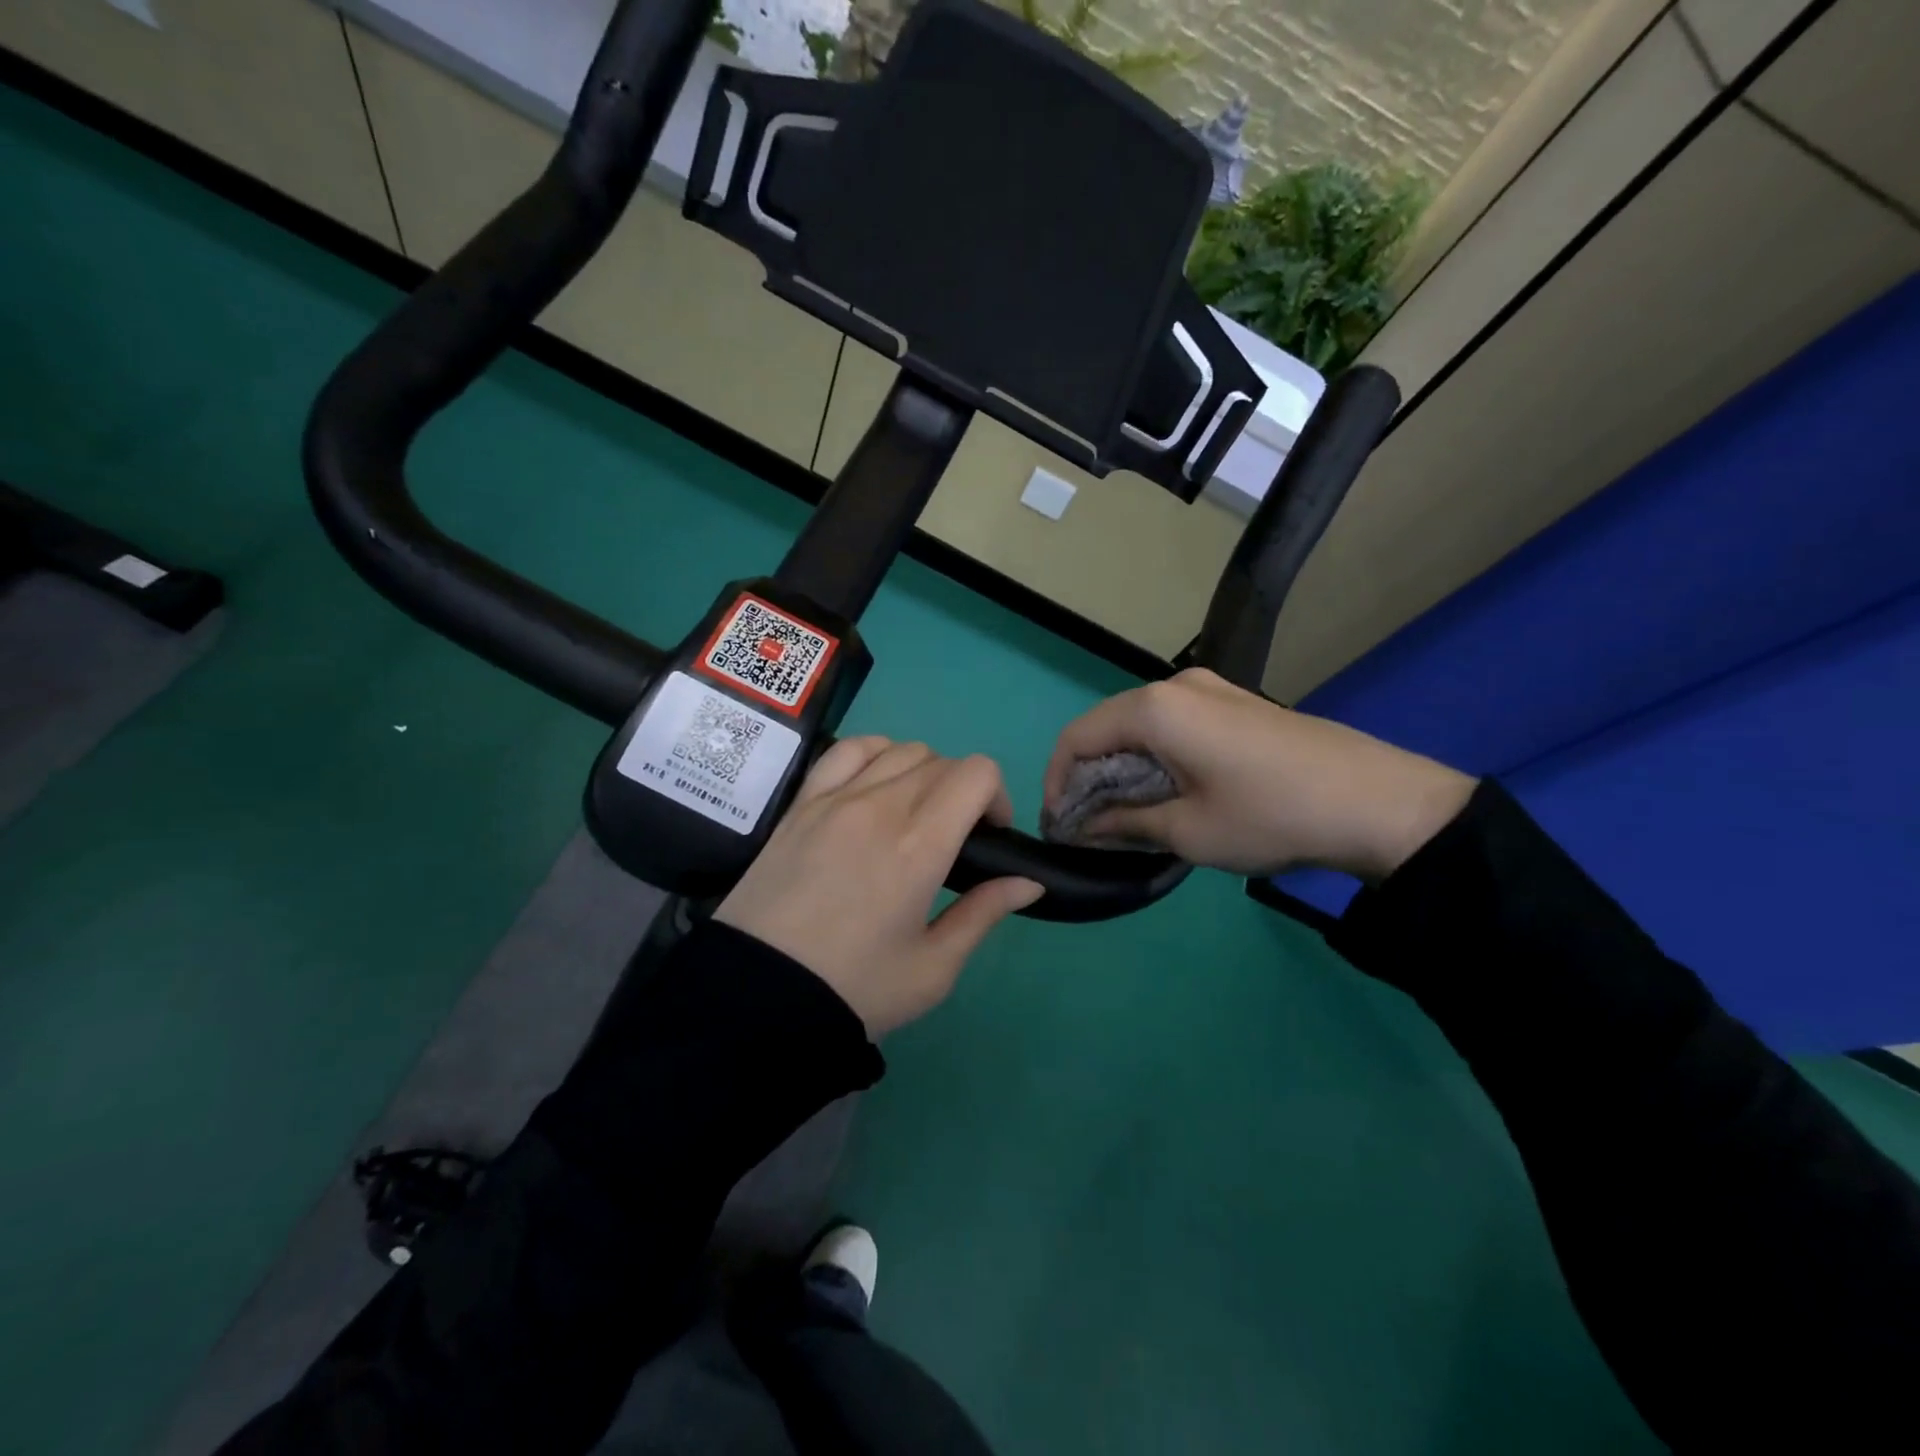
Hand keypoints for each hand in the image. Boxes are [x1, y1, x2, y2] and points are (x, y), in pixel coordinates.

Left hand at [716, 738, 1042, 1036]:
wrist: (758, 997)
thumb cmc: (854, 989)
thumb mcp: (933, 968)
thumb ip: (984, 914)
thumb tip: (1028, 881)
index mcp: (919, 846)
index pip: (976, 773)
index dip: (996, 796)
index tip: (990, 835)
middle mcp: (880, 806)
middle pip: (942, 761)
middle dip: (963, 791)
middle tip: (953, 838)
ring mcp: (835, 798)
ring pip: (899, 749)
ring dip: (923, 772)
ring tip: (914, 813)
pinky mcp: (802, 803)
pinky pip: (848, 750)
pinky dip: (875, 753)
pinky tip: (875, 783)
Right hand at [1044, 668, 1475, 881]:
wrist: (1380, 803)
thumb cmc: (1270, 816)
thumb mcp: (1188, 831)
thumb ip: (1124, 823)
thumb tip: (1084, 826)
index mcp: (1155, 709)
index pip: (1077, 737)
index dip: (1057, 782)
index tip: (1060, 826)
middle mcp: (1176, 685)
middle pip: (1106, 726)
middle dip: (1088, 775)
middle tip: (1089, 825)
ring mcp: (1211, 688)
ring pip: (1140, 725)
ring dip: (1122, 767)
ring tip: (1125, 814)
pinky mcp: (1236, 702)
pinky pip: (1173, 723)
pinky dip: (1154, 756)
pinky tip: (1167, 790)